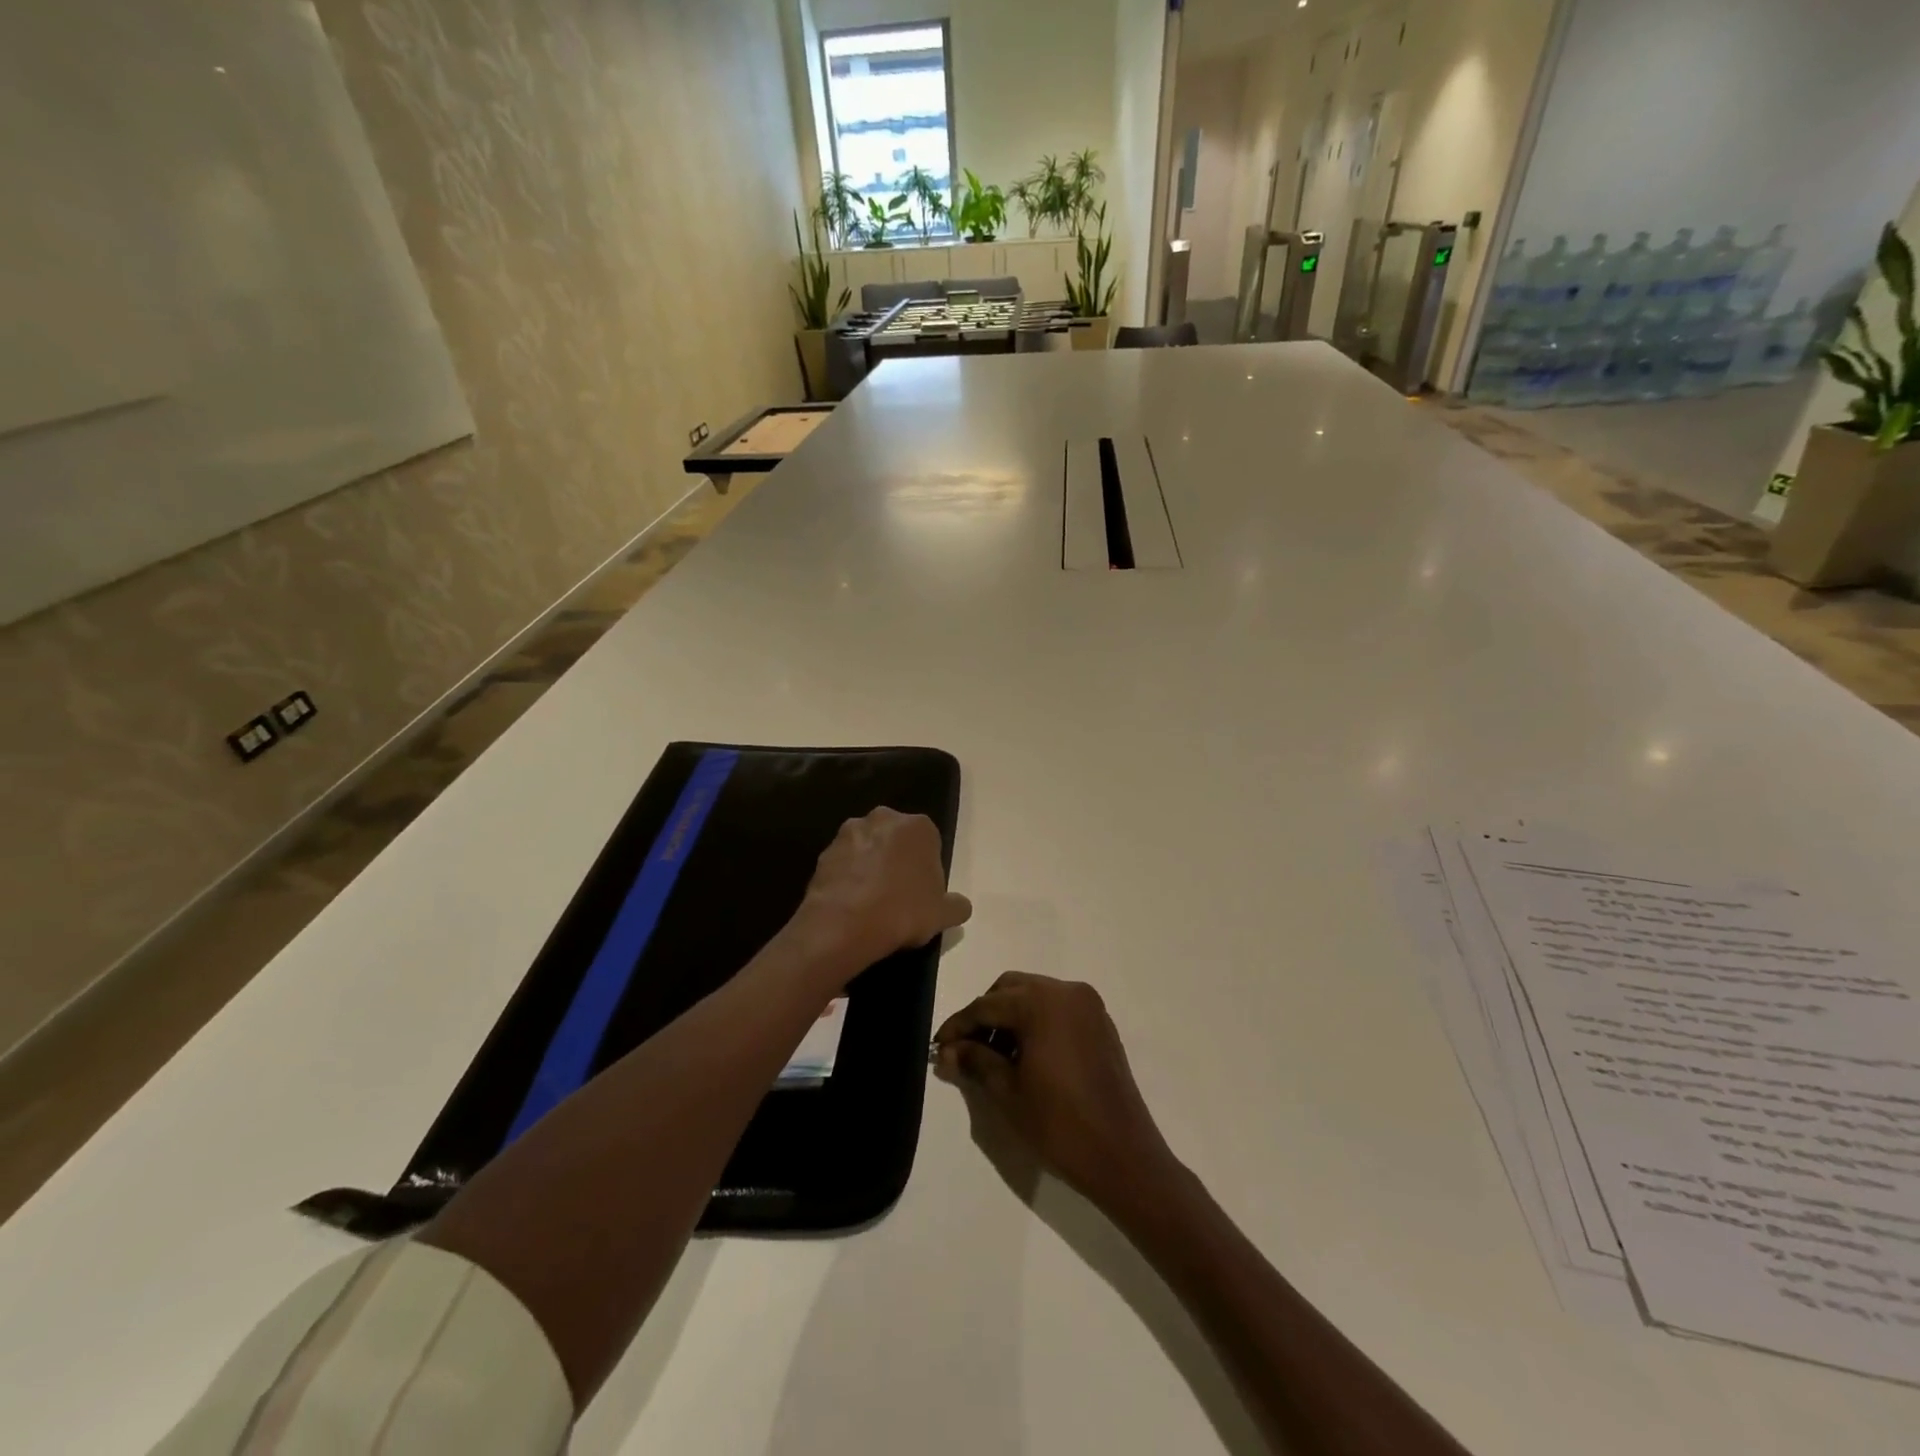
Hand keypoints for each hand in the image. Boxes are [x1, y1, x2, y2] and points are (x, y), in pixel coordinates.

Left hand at [794, 808, 971, 971]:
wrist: (844, 924)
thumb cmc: (903, 911)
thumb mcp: (943, 914)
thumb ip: (956, 905)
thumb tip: (959, 906)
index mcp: (917, 826)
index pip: (929, 843)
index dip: (927, 870)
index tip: (923, 894)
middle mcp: (883, 819)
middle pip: (896, 840)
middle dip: (897, 861)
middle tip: (899, 896)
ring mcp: (849, 833)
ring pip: (867, 849)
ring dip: (870, 867)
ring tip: (871, 903)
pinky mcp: (824, 852)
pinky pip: (844, 864)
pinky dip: (848, 878)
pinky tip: (851, 905)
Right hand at [934, 972, 1176, 1215]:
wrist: (1123, 1156)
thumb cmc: (1059, 1125)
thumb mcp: (1007, 1093)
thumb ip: (975, 1061)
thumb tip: (946, 1051)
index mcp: (1041, 1003)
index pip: (986, 1005)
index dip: (958, 1026)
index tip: (937, 1047)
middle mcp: (1066, 992)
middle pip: (1011, 989)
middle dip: (985, 1015)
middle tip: (966, 1050)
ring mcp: (1088, 1005)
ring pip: (1035, 995)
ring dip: (1010, 1017)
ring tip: (993, 1056)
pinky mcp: (1101, 1023)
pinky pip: (1058, 1008)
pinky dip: (1036, 1021)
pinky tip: (1026, 1055)